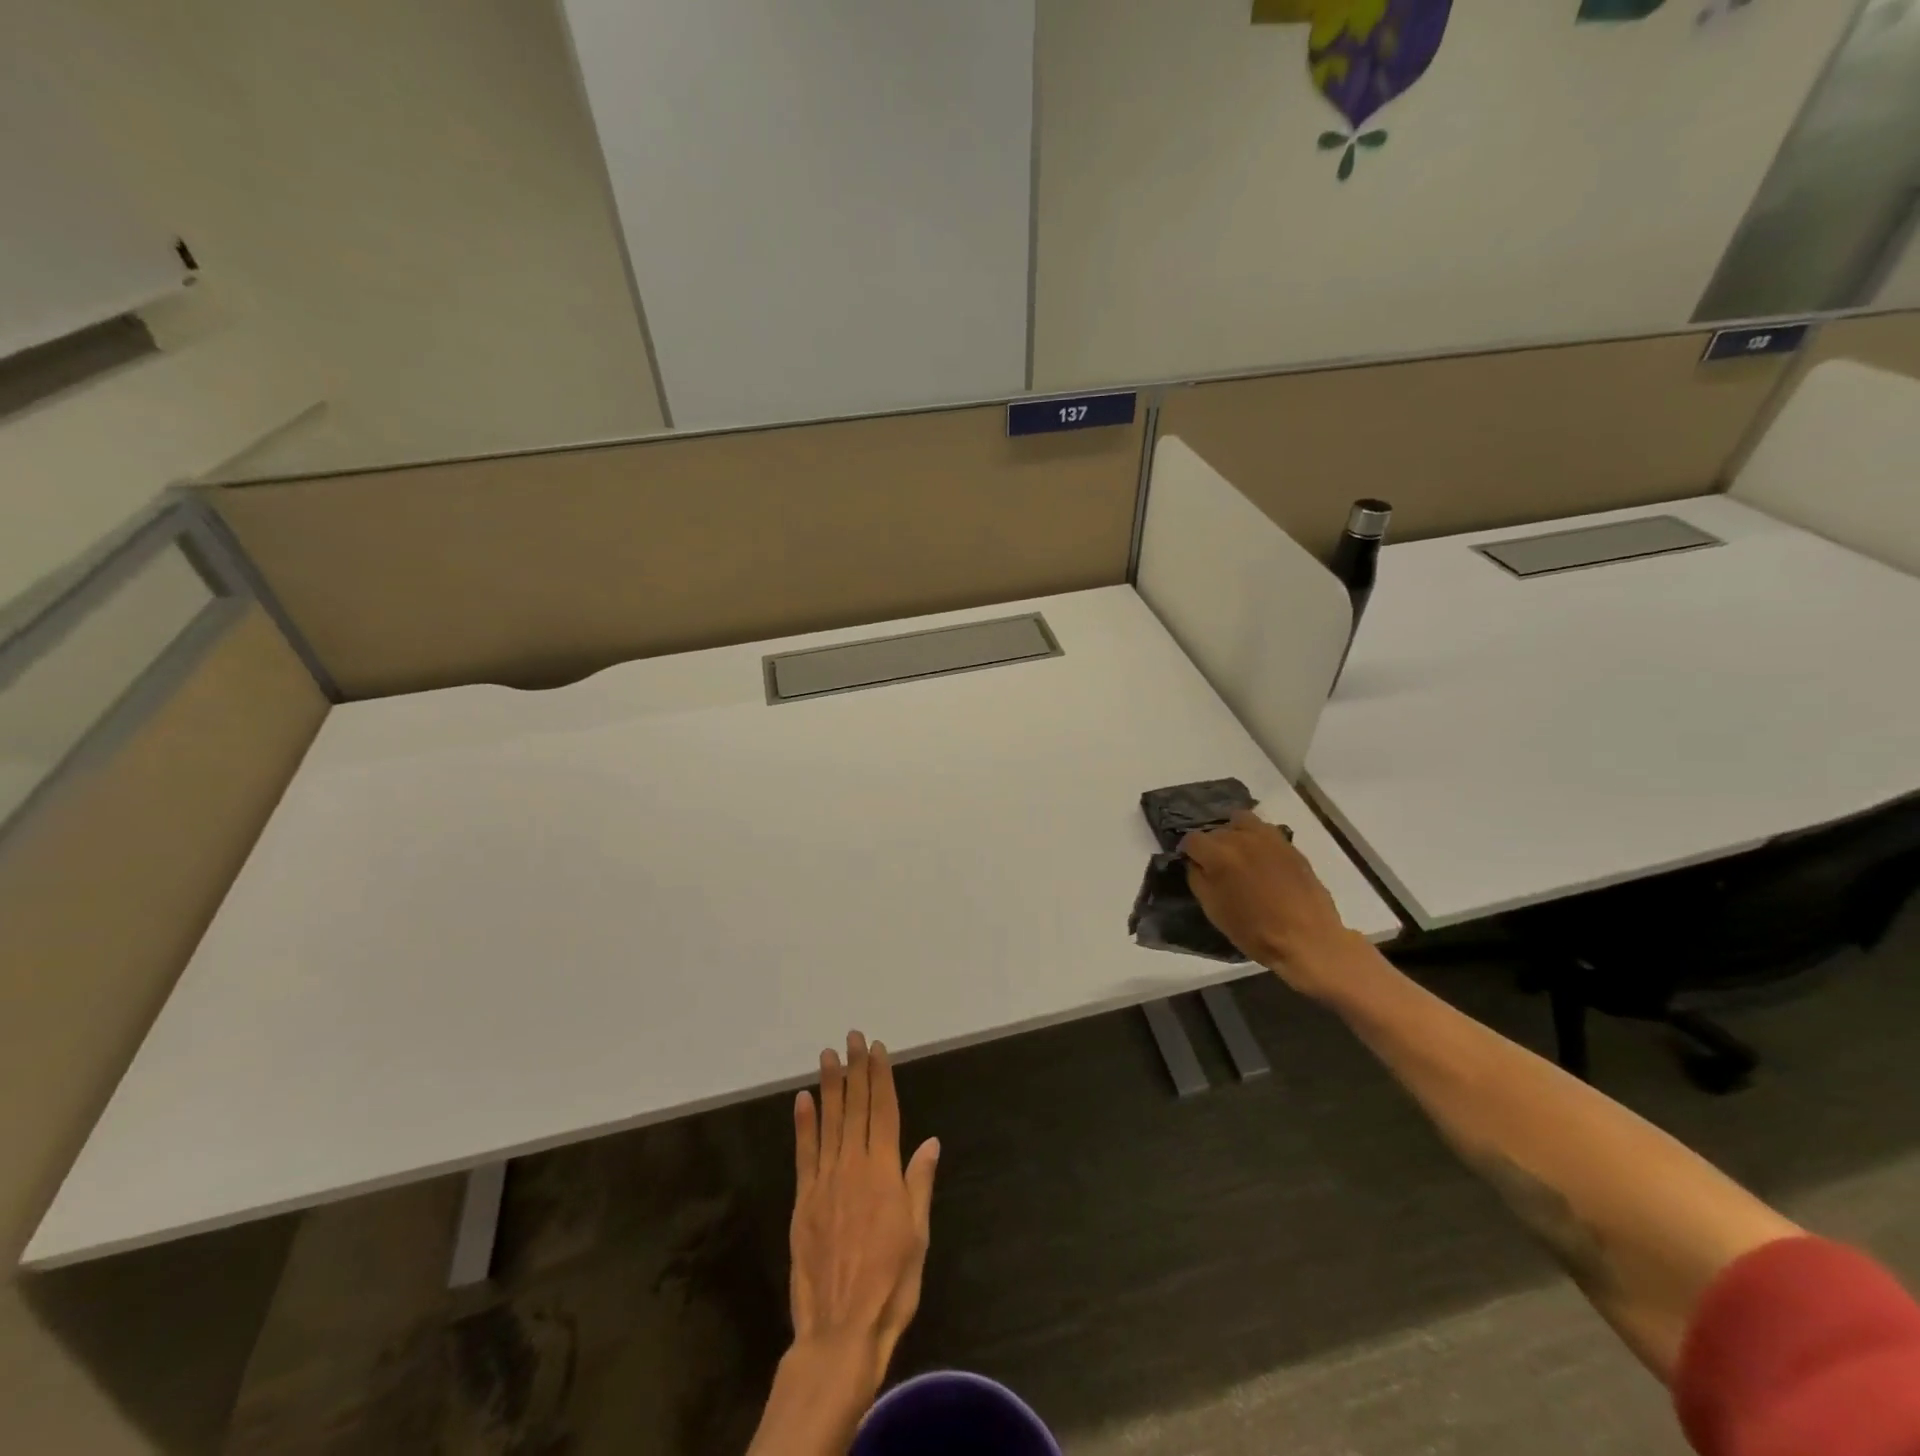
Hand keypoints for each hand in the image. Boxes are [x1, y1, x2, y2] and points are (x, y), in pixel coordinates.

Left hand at [788, 1031, 940, 1386]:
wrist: (840, 1331)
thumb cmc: (890, 1286)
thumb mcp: (917, 1236)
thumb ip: (919, 1184)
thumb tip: (930, 1142)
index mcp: (884, 1172)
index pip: (884, 1112)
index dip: (881, 1078)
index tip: (878, 1049)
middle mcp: (854, 1167)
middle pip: (856, 1108)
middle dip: (856, 1069)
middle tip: (853, 1037)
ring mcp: (825, 1181)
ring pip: (829, 1122)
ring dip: (830, 1086)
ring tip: (829, 1055)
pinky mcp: (804, 1200)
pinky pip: (804, 1153)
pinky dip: (803, 1124)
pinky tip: (803, 1099)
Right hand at [1181, 811, 1360, 995]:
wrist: (1307, 939)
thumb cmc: (1254, 931)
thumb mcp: (1213, 910)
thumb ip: (1197, 879)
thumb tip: (1195, 863)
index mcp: (1218, 855)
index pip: (1191, 839)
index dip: (1188, 852)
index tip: (1192, 865)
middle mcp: (1241, 838)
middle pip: (1216, 830)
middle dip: (1211, 845)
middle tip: (1216, 866)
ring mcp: (1268, 838)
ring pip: (1240, 821)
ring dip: (1233, 834)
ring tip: (1238, 854)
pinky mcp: (1289, 844)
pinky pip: (1264, 830)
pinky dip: (1256, 838)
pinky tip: (1260, 858)